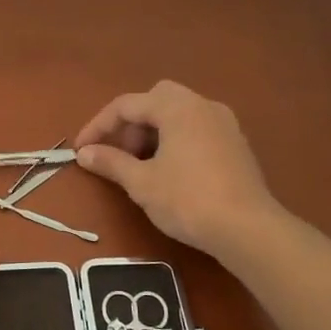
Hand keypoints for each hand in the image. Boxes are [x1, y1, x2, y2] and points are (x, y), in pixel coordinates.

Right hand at [75, 80, 282, 256]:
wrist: (248, 229)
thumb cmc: (188, 200)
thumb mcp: (141, 183)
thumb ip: (111, 162)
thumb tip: (84, 154)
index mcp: (177, 108)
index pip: (127, 105)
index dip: (99, 126)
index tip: (82, 150)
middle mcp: (203, 106)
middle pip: (156, 100)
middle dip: (131, 123)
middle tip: (118, 153)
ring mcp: (224, 124)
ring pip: (178, 114)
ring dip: (153, 132)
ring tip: (140, 165)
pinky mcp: (236, 144)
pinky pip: (196, 129)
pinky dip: (175, 140)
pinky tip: (169, 172)